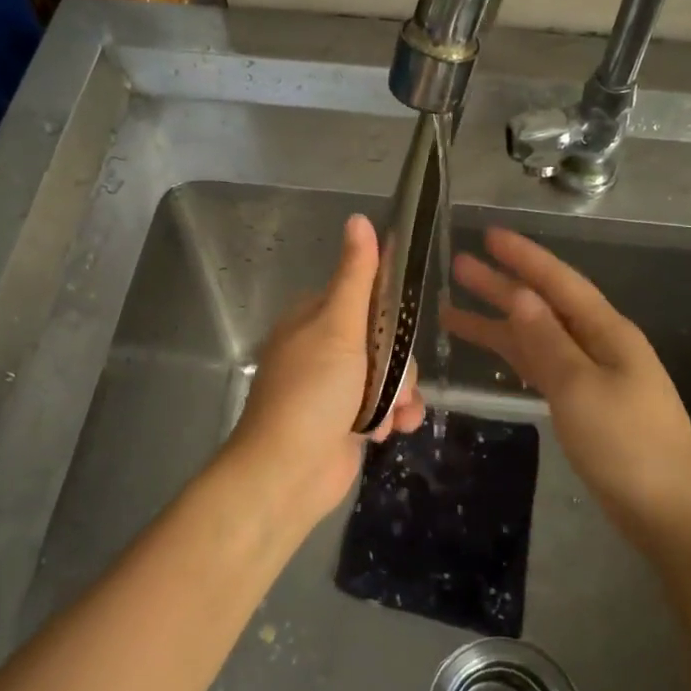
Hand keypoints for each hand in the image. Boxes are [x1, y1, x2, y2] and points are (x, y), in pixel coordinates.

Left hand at [225, 214, 424, 523]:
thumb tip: (359, 218)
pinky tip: (391, 432)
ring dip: (400, 395)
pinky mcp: (350, 419)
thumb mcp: (338, 326)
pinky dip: (394, 418)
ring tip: (392, 415)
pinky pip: (387, 406)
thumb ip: (356, 275)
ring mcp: (338, 386)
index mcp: (316, 317)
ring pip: (392, 374)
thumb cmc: (312, 392)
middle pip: (386, 338)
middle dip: (399, 364)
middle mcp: (326, 347)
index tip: (402, 327)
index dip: (391, 312)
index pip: (367, 295)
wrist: (288, 472)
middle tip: (392, 382)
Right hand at [442, 227, 690, 557]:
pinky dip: (514, 356)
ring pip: (537, 338)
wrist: (671, 513)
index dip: (523, 257)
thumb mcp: (580, 388)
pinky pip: (542, 367)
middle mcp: (599, 345)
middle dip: (501, 285)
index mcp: (607, 332)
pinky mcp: (585, 405)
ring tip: (451, 311)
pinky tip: (493, 351)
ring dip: (499, 323)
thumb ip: (547, 341)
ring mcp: (592, 376)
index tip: (488, 235)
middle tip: (458, 266)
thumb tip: (519, 295)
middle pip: (543, 306)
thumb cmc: (627, 445)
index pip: (558, 282)